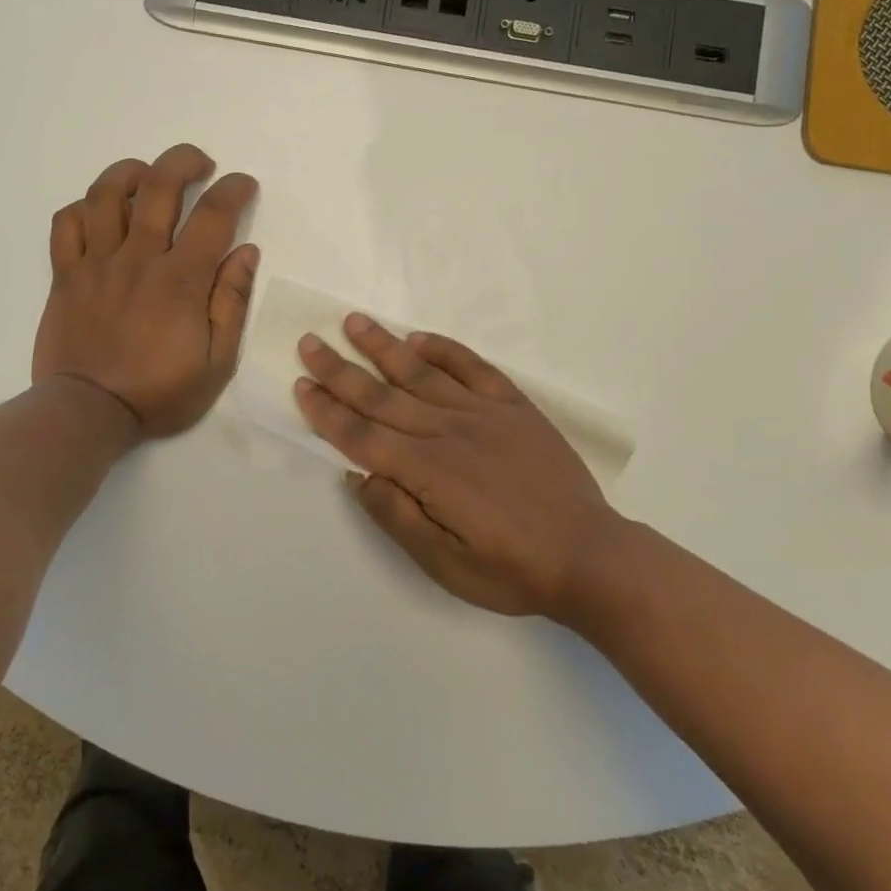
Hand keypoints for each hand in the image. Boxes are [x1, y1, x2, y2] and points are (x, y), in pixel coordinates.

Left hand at [34, 143, 258, 438]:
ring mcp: (96, 263)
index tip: (244, 185)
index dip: (234, 189)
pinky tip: (100, 212)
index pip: (213, 214)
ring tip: (147, 175)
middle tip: (201, 165)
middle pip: (158, 185)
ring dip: (131, 172)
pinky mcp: (65, 275)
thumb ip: (232, 303)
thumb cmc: (159, 392)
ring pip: (106, 194)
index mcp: (181, 280)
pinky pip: (66, 224)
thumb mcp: (217, 362)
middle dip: (184, 161)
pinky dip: (83, 207)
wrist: (88, 414)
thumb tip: (246, 252)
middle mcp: (138, 259)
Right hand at [294, 315, 620, 618]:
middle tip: (309, 341)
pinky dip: (444, 350)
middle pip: (381, 395)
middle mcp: (447, 432)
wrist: (589, 555)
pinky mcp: (514, 406)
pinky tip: (419, 338)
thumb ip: (397, 517)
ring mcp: (483, 413)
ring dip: (383, 346)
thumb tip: (358, 476)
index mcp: (426, 472)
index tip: (301, 384)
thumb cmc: (512, 569)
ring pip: (421, 372)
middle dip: (340, 369)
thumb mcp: (445, 565)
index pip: (361, 435)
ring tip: (354, 322)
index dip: (327, 411)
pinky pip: (473, 368)